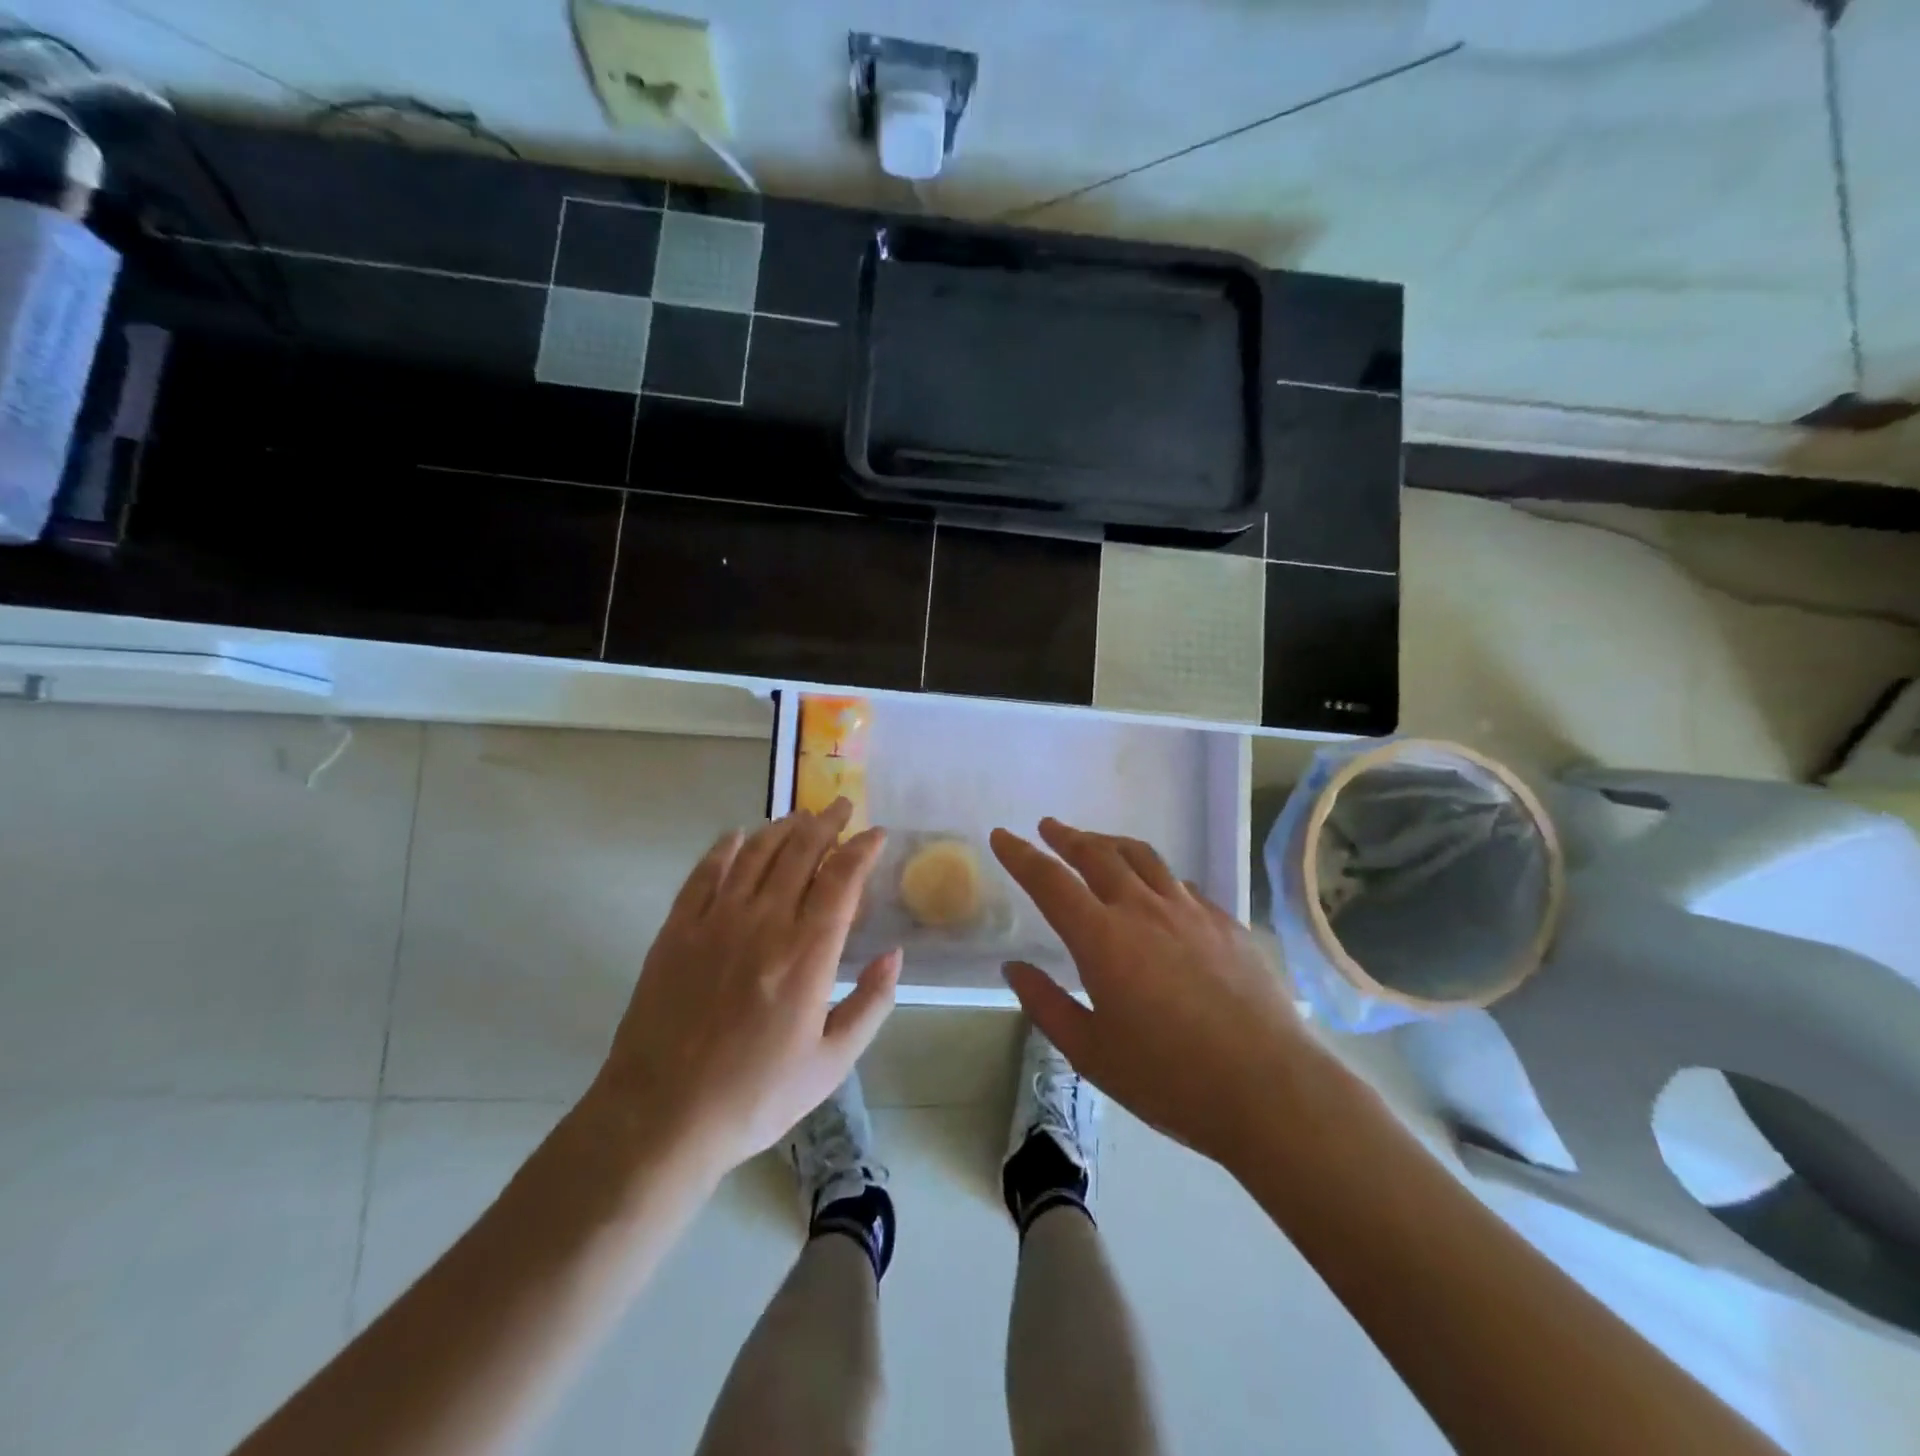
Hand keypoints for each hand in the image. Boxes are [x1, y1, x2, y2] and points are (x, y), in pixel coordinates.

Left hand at [590, 800, 900, 1180]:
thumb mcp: (830, 1064)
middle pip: (800, 853)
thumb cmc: (755, 1096)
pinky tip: (738, 836)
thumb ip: (870, 1005)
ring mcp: (715, 922)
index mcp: (807, 954)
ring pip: (756, 854)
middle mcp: (764, 924)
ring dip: (782, 828)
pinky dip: (725, 848)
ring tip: (800, 816)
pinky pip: (704, 874)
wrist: (661, 1118)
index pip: (842, 879)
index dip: (862, 849)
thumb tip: (894, 955)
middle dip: (827, 823)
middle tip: (841, 806)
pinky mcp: (677, 931)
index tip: (876, 834)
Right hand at [991, 818, 1306, 1166]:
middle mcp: (1143, 910)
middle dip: (1067, 837)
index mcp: (1102, 938)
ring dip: (1111, 844)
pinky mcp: (1226, 923)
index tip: (1003, 836)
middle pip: (1098, 854)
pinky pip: (1180, 884)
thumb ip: (1046, 1005)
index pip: (1050, 881)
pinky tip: (1157, 891)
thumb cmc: (1169, 1078)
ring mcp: (1190, 912)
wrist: (1270, 1089)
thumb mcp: (1091, 1052)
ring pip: (1143, 858)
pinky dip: (1155, 876)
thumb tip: (1013, 969)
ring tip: (1096, 843)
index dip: (1021, 855)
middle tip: (1049, 828)